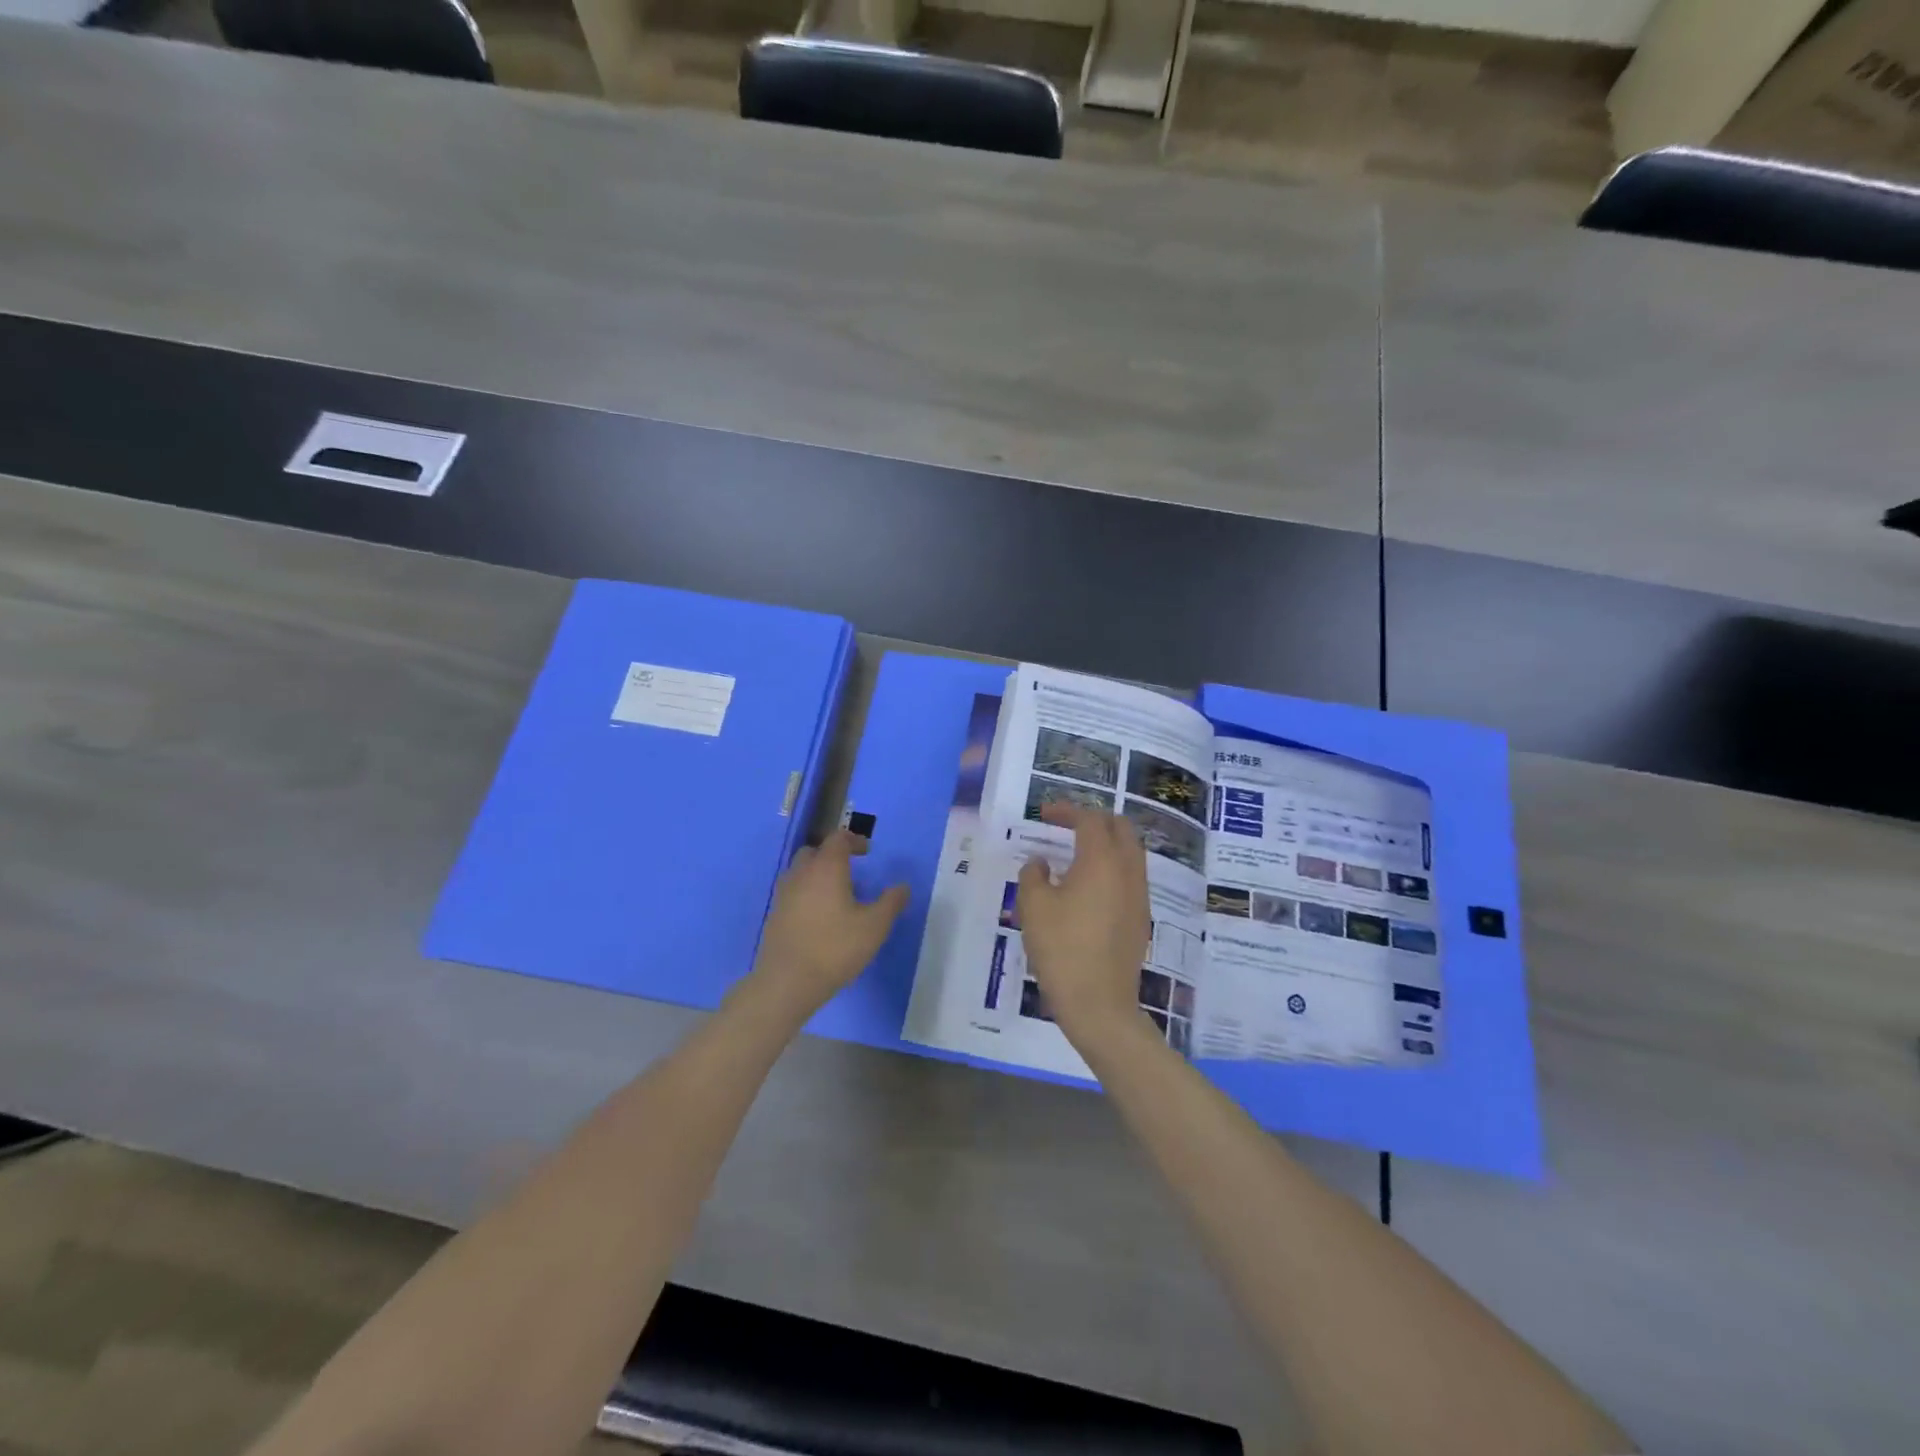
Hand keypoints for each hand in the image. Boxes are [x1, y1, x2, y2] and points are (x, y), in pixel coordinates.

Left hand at [750, 829, 908, 1016]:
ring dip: (816, 875)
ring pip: (799, 873)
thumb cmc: (835, 948)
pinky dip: (806, 895)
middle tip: (849, 870)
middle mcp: (801, 874)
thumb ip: (891, 903)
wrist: (787, 982)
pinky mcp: (774, 916)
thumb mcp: (875, 926)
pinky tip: (818, 918)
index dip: (853, 840)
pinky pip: (792, 894)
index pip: (837, 839)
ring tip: (835, 895)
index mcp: (826, 868)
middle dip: (831, 855)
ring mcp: (783, 895)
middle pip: (813, 852)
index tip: (867, 851)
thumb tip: (903, 887)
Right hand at [1016, 803, 1150, 1044]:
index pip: (1089, 820)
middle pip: (1120, 828)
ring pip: (1130, 852)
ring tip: (1077, 853)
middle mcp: (1128, 871)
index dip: (1067, 811)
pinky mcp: (1140, 917)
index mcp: (1102, 860)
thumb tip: (1041, 863)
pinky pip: (1131, 876)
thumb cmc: (1062, 949)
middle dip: (1094, 819)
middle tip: (1067, 826)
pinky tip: (1089, 886)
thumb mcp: (1034, 907)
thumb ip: (1033, 875)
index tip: (1044, 814)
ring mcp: (1140, 895)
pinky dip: (1112, 867)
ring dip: (1107, 843)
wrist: (1099, 1004)